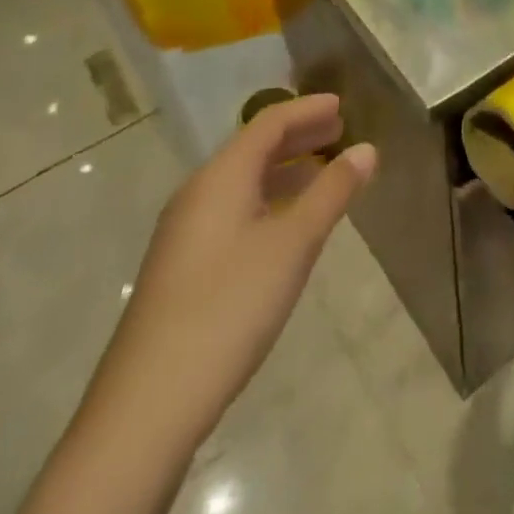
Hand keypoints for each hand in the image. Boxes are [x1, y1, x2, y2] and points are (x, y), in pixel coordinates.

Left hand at [93, 95, 376, 447]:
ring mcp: (185, 234)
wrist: (147, 408)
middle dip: (299, 136)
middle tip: (340, 132)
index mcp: (220, 178)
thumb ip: (332, 191)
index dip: (307, 109)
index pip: (268, 123)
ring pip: (242, 182)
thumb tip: (367, 149)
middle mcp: (198, 195)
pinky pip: (234, 210)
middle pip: (253, 148)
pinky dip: (269, 200)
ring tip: (324, 173)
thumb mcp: (294, 244)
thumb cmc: (228, 307)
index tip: (342, 105)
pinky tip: (289, 225)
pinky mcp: (183, 268)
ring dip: (285, 169)